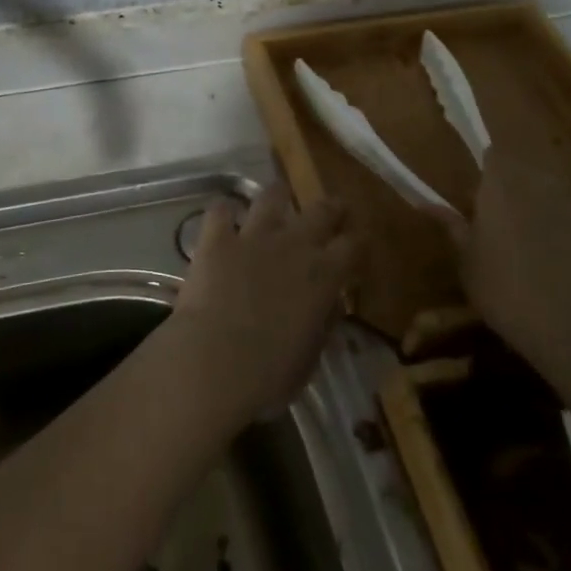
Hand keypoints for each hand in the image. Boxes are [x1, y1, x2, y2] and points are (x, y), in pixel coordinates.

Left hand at [170, 183, 361, 422]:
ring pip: (271, 197)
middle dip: (331, 207)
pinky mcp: (217, 239)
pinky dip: (224, 210)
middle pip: (321, 211)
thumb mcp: (309, 358)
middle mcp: (294, 246)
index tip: (357, 245)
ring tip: (277, 196)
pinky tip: (223, 215)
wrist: (213, 361)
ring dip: (277, 195)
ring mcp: (254, 237)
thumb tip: (329, 305)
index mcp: (324, 276)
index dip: (357, 243)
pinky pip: (221, 210)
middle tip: (333, 207)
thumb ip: (321, 325)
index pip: (353, 246)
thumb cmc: (268, 375)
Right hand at [454, 145, 570, 391]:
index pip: (492, 156)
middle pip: (522, 175)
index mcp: (501, 186)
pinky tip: (554, 271)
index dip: (484, 171)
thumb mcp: (467, 263)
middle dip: (508, 192)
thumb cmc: (506, 291)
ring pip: (548, 199)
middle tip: (494, 226)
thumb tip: (427, 203)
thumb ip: (453, 228)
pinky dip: (560, 237)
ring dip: (535, 213)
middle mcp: (539, 186)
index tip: (474, 197)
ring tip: (523, 250)